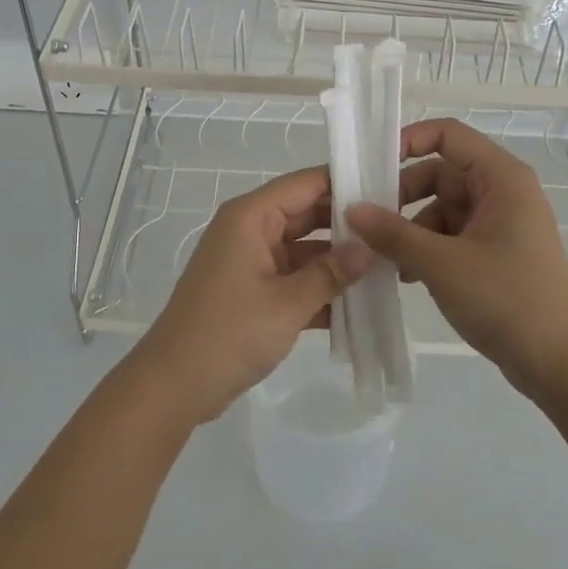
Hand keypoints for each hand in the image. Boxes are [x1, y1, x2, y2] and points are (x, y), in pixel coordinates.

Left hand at [130, 167, 371, 426]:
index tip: (389, 187)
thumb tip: (369, 248)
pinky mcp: (251, 290)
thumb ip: (330, 273)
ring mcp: (250, 260)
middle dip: (347, 226)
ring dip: (336, 262)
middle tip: (395, 230)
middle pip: (307, 214)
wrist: (173, 386)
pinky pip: (293, 278)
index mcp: (251, 216)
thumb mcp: (287, 304)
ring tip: (388, 267)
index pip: (306, 183)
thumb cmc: (228, 333)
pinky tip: (358, 304)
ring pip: (303, 249)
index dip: (345, 182)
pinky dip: (318, 288)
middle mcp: (250, 229)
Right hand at [346, 118, 567, 399]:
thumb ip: (393, 234)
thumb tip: (351, 209)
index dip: (408, 141)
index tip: (372, 167)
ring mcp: (501, 223)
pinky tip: (408, 276)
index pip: (448, 135)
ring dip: (412, 227)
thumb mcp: (441, 264)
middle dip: (403, 195)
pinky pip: (453, 234)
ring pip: (443, 207)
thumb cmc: (507, 300)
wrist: (563, 366)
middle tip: (368, 220)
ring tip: (386, 258)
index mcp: (500, 178)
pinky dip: (428, 247)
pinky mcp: (497, 253)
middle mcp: (502, 191)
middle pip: (441, 172)